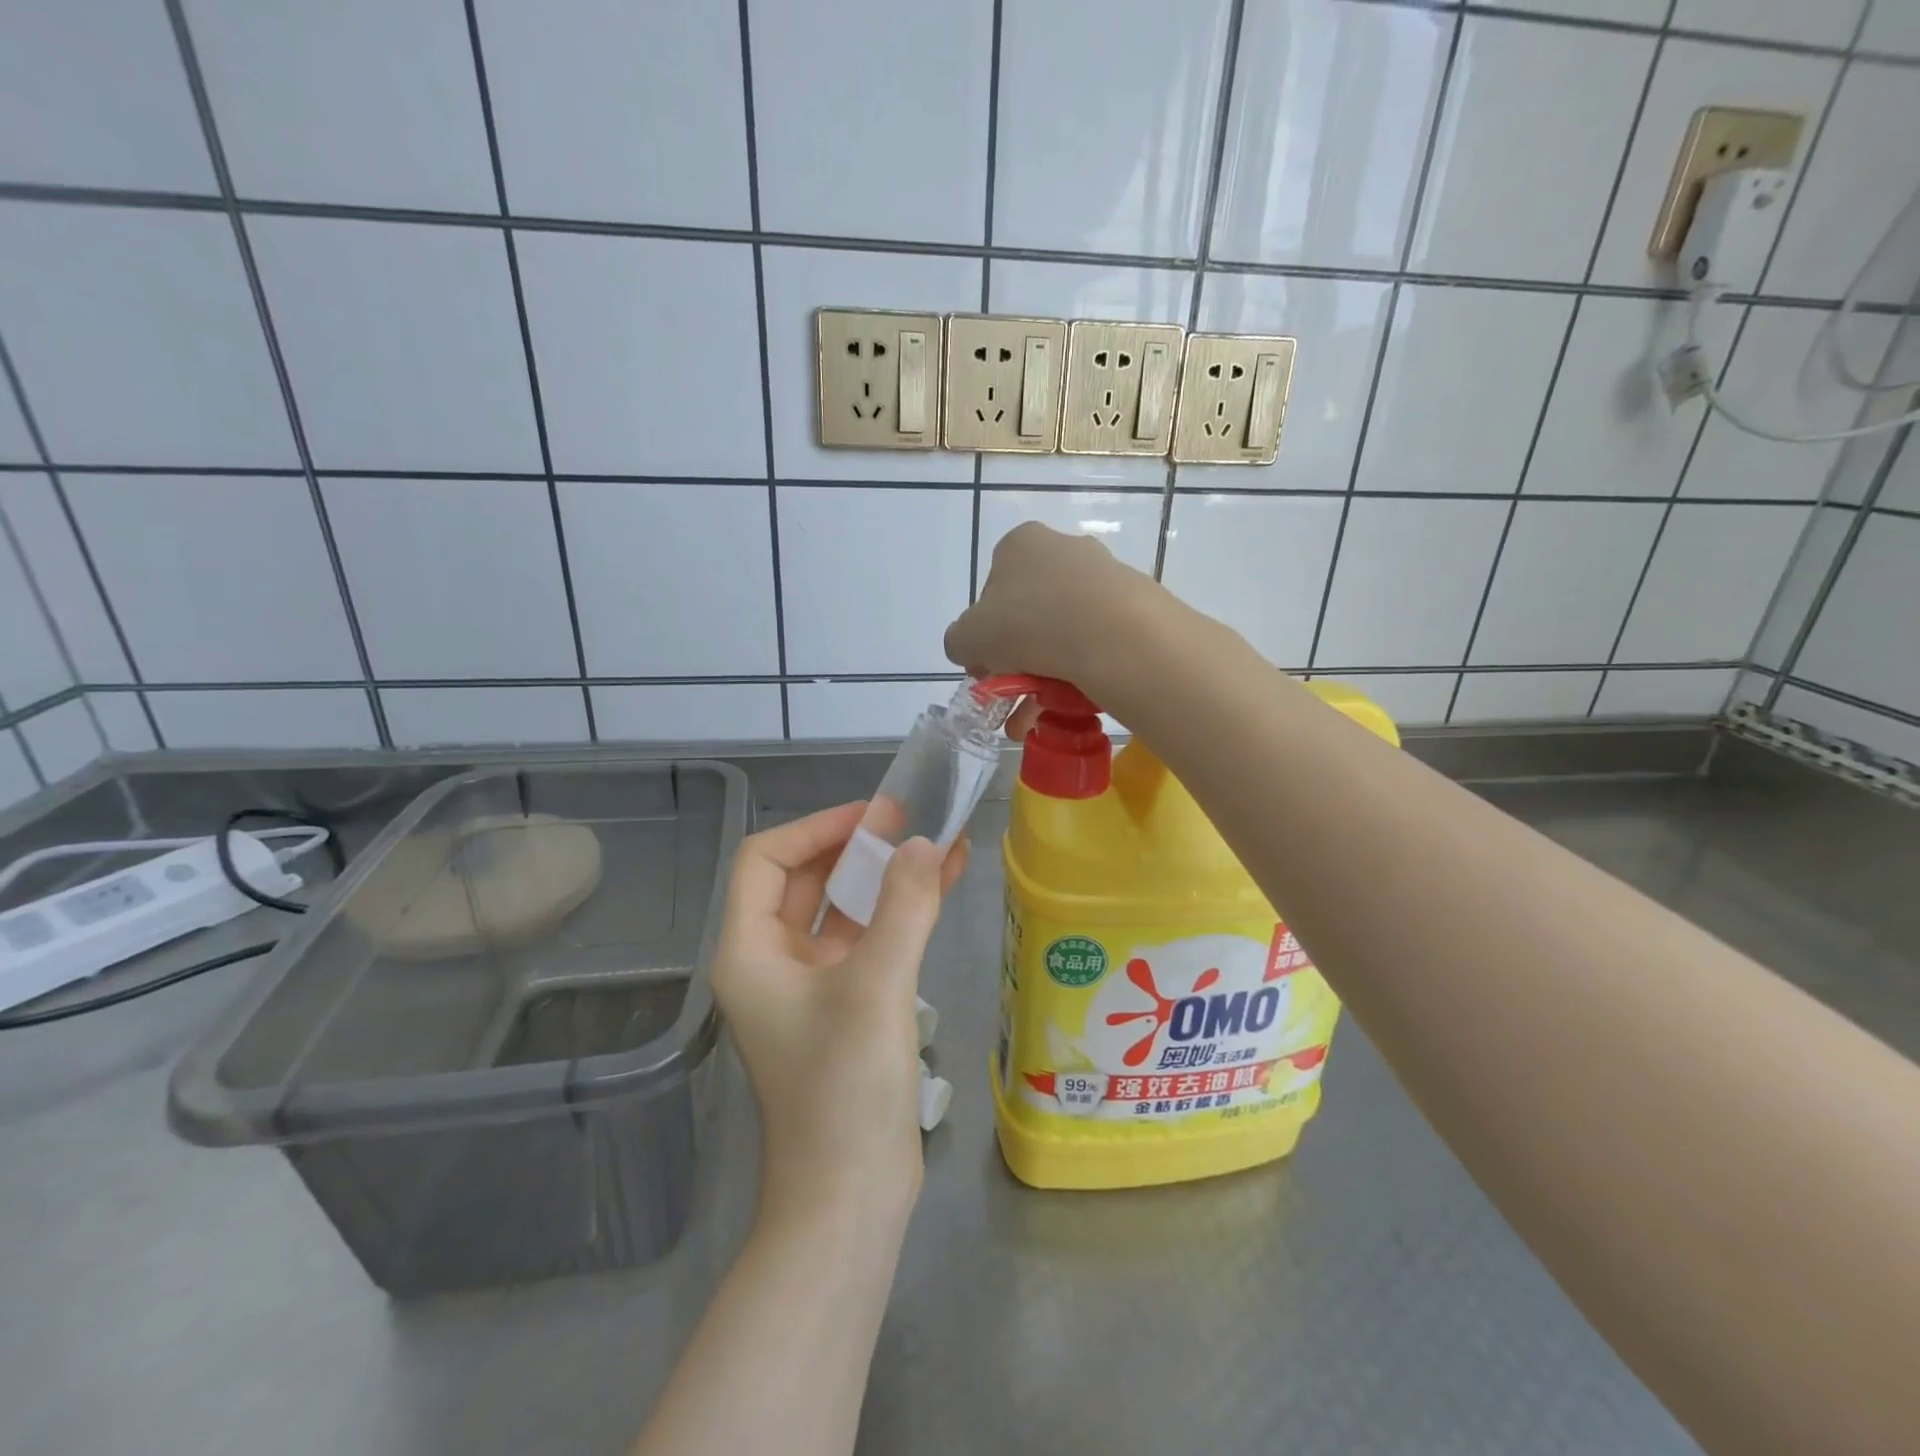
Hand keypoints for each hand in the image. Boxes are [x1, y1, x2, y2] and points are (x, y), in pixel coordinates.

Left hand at [710, 803, 968, 1220]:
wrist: (850, 1198)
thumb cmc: (844, 1089)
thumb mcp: (876, 987)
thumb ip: (904, 907)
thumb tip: (924, 843)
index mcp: (750, 951)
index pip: (765, 860)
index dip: (816, 828)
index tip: (874, 817)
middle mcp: (771, 961)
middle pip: (804, 880)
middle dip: (854, 846)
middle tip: (907, 820)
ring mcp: (810, 985)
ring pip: (843, 909)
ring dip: (885, 877)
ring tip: (935, 843)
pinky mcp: (846, 1006)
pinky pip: (870, 941)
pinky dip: (902, 913)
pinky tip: (944, 886)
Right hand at [943, 521, 1161, 711]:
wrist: (1115, 634)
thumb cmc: (1029, 623)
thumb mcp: (968, 638)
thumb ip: (959, 642)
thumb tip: (970, 650)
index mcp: (1022, 544)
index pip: (992, 591)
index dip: (985, 634)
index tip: (988, 668)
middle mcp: (1065, 549)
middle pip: (1031, 613)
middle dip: (1019, 661)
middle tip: (1013, 697)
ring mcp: (1105, 574)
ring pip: (1065, 631)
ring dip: (1048, 675)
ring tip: (1041, 717)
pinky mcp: (1136, 602)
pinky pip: (1099, 640)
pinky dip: (1083, 670)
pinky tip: (1075, 702)